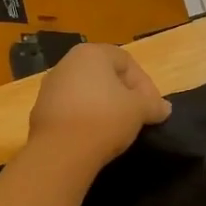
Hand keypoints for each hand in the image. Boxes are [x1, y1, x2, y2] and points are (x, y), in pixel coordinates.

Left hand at [27, 43, 171, 169]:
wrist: (60, 152)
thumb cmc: (105, 118)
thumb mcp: (139, 110)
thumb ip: (154, 105)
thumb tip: (164, 108)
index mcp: (91, 53)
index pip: (127, 62)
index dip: (145, 84)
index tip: (153, 108)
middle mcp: (67, 63)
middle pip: (105, 75)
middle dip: (125, 94)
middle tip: (138, 116)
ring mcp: (50, 87)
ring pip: (87, 92)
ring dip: (105, 107)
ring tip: (118, 129)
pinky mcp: (40, 111)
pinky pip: (72, 109)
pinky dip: (86, 119)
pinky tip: (95, 137)